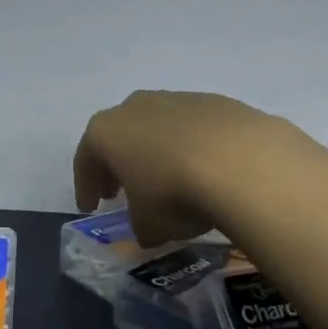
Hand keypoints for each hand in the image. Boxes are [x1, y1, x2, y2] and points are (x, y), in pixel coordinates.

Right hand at [72, 90, 295, 245]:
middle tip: (121, 191)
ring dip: (157, 152)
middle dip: (119, 163)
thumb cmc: (174, 193)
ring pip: (158, 127)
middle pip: (120, 135)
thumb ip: (141, 226)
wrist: (242, 162)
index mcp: (107, 131)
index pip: (86, 159)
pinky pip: (194, 129)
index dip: (86, 186)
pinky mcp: (217, 102)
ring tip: (168, 181)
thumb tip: (150, 229)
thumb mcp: (148, 225)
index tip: (90, 208)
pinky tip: (205, 171)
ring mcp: (179, 99)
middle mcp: (137, 106)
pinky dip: (192, 148)